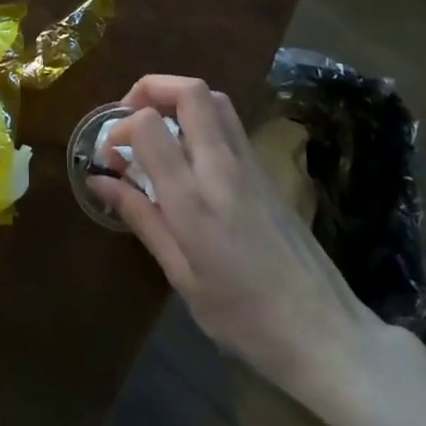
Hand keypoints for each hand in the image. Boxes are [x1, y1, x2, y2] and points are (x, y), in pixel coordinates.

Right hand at [89, 75, 392, 410]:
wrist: (327, 336)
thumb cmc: (244, 317)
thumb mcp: (181, 275)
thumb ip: (141, 217)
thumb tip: (98, 180)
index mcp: (194, 198)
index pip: (150, 124)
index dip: (120, 127)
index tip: (111, 156)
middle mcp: (223, 167)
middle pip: (189, 91)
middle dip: (150, 89)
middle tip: (129, 118)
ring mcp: (251, 165)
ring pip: (215, 99)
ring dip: (179, 99)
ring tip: (157, 129)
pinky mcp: (268, 172)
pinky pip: (230, 124)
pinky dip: (201, 119)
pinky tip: (189, 156)